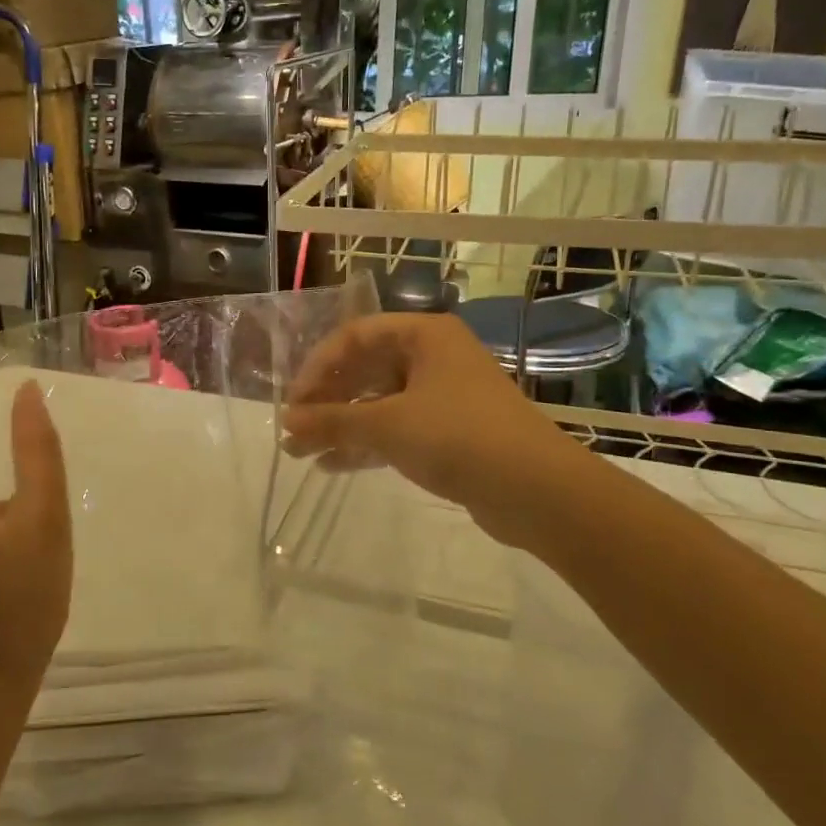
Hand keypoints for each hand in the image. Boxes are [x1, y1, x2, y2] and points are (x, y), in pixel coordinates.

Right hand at [280, 313, 591, 552]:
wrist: (538, 491)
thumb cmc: (458, 436)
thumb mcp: (387, 424)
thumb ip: (332, 420)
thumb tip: (286, 420)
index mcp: (424, 335)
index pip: (354, 337)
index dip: (318, 366)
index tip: (294, 401)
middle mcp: (433, 358)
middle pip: (365, 370)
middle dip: (326, 402)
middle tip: (293, 430)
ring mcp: (442, 396)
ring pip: (378, 403)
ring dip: (340, 426)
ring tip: (301, 453)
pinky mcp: (448, 433)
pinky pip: (395, 429)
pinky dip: (365, 444)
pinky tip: (332, 465)